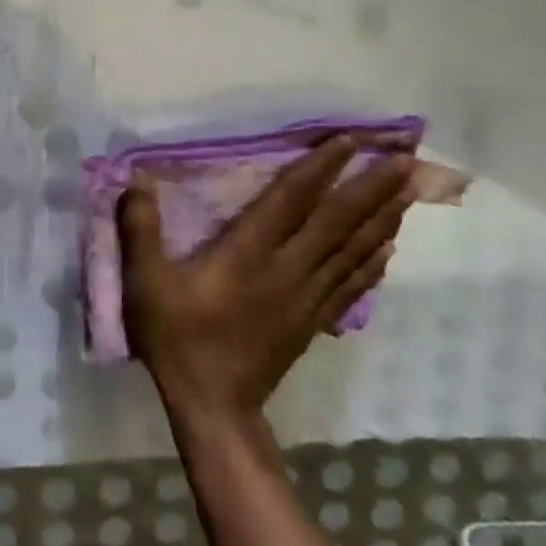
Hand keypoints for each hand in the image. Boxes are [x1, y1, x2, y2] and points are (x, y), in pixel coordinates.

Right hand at [118, 138, 411, 424]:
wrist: (214, 407)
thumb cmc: (178, 338)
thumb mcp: (145, 282)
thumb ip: (140, 228)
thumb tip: (138, 177)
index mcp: (249, 253)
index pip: (292, 199)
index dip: (321, 166)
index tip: (350, 138)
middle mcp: (288, 269)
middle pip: (338, 222)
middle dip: (372, 187)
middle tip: (405, 158)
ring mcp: (307, 297)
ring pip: (353, 250)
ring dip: (382, 218)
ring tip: (408, 191)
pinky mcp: (313, 321)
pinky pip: (351, 284)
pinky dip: (373, 261)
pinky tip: (388, 248)